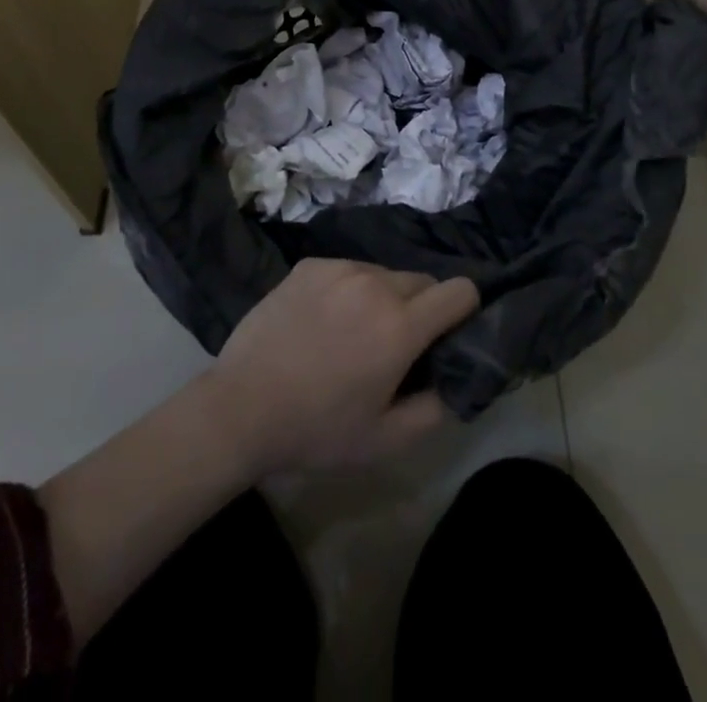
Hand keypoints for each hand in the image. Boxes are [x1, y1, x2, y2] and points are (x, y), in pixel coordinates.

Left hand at [206, 259, 479, 476]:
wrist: (241, 407)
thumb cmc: (317, 429)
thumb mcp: (385, 441)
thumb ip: (435, 409)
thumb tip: (452, 380)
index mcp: (400, 325)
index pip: (459, 291)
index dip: (465, 311)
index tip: (450, 335)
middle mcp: (375, 283)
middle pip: (422, 281)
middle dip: (421, 308)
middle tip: (397, 346)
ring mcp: (339, 269)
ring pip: (383, 274)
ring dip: (384, 297)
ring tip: (355, 333)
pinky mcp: (309, 265)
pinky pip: (348, 271)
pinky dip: (349, 290)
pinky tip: (323, 322)